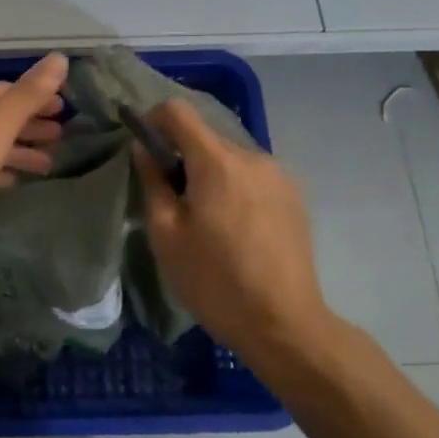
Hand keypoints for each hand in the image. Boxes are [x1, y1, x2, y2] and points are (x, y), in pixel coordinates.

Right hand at [133, 99, 334, 360]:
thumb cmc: (215, 281)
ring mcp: (279, 176)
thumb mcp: (166, 235)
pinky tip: (234, 229)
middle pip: (206, 137)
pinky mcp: (295, 198)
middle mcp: (253, 157)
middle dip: (182, 156)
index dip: (153, 121)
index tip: (144, 149)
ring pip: (230, 158)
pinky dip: (234, 188)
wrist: (285, 325)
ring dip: (210, 174)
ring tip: (205, 219)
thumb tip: (143, 149)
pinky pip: (253, 177)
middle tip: (171, 199)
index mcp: (217, 162)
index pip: (179, 112)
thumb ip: (153, 182)